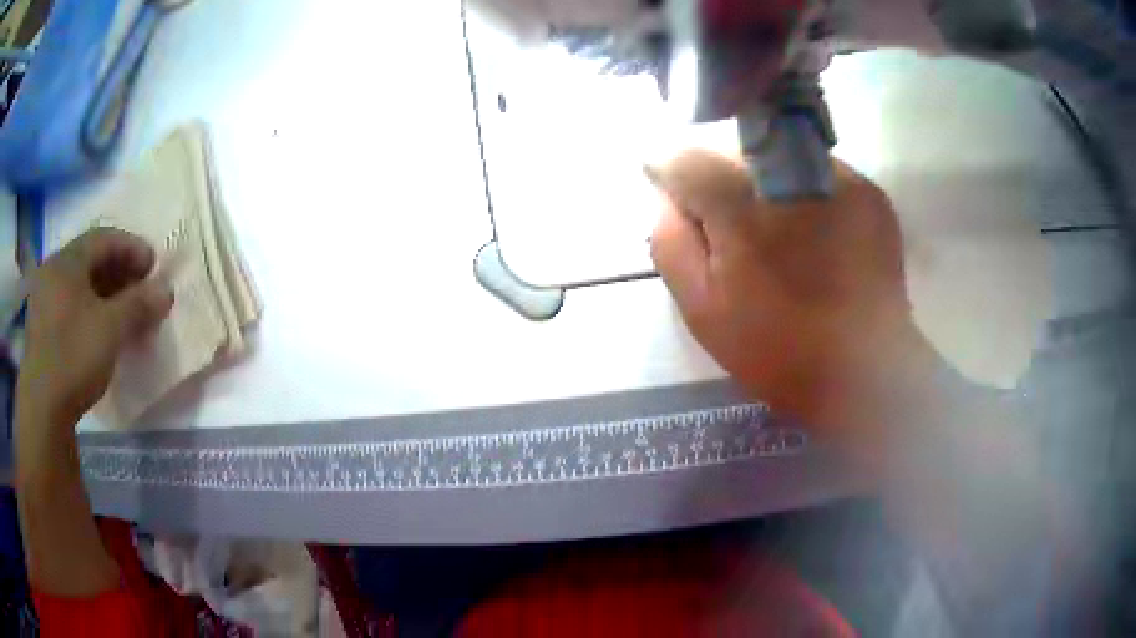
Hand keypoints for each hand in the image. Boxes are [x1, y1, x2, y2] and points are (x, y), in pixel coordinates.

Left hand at [18, 229, 172, 429]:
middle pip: (90, 261)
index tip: (154, 266)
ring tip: (123, 314)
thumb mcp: (111, 329)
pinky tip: (99, 331)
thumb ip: (138, 304)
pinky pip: (69, 308)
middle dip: (119, 273)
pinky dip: (88, 312)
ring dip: (104, 295)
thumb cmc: (74, 355)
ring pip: (79, 287)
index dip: (132, 248)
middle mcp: (53, 271)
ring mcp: (43, 301)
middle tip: (141, 290)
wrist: (43, 407)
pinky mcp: (41, 330)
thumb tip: (166, 290)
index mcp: (67, 260)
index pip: (104, 239)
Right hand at [649, 150, 939, 465]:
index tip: (675, 199)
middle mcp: (790, 171)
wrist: (866, 370)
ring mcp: (837, 176)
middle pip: (731, 143)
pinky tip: (811, 232)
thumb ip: (670, 241)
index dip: (669, 173)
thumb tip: (667, 196)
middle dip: (716, 174)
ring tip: (772, 228)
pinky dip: (801, 190)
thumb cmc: (777, 347)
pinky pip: (816, 170)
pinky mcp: (868, 191)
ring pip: (776, 151)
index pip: (684, 154)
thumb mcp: (701, 308)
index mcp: (742, 203)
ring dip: (761, 179)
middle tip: (725, 222)